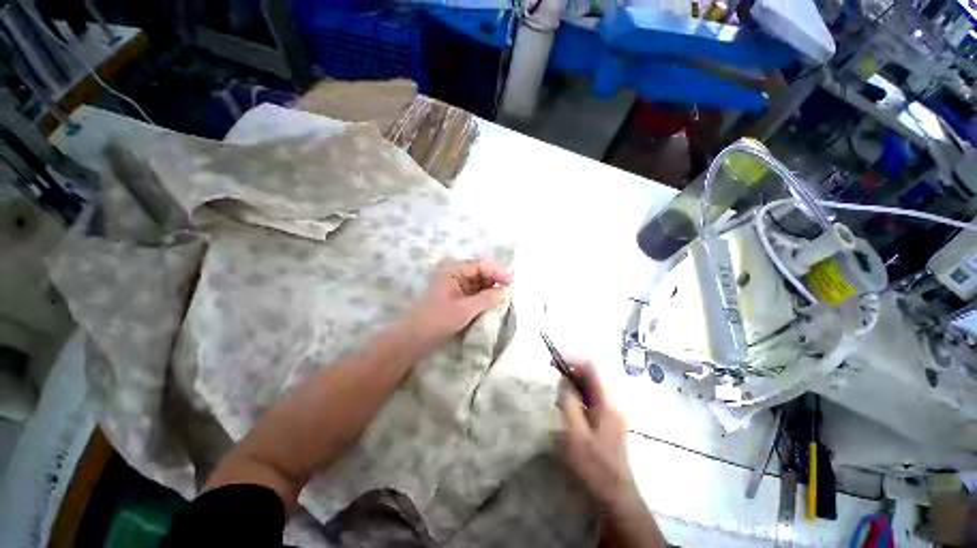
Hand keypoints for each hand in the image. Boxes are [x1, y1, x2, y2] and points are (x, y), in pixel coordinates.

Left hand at [406, 259, 511, 344]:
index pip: (481, 265)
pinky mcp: (456, 296)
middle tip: (509, 292)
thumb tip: (506, 291)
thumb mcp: (464, 309)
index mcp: (453, 270)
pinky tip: (492, 303)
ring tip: (503, 299)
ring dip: (491, 289)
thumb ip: (487, 298)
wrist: (413, 338)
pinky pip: (474, 291)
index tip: (512, 284)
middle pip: (481, 271)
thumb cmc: (437, 321)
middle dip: (495, 280)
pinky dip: (484, 296)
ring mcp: (455, 284)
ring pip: (479, 282)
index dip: (498, 272)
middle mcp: (454, 273)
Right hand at [561, 359, 636, 508]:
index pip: (592, 368)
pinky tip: (567, 403)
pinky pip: (591, 398)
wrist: (614, 494)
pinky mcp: (607, 420)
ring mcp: (611, 411)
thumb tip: (563, 380)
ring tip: (557, 388)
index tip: (555, 360)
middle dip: (572, 370)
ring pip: (591, 387)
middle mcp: (612, 402)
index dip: (574, 360)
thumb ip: (569, 402)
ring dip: (574, 383)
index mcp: (608, 402)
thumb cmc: (594, 464)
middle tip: (552, 373)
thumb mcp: (575, 433)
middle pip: (592, 376)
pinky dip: (578, 395)